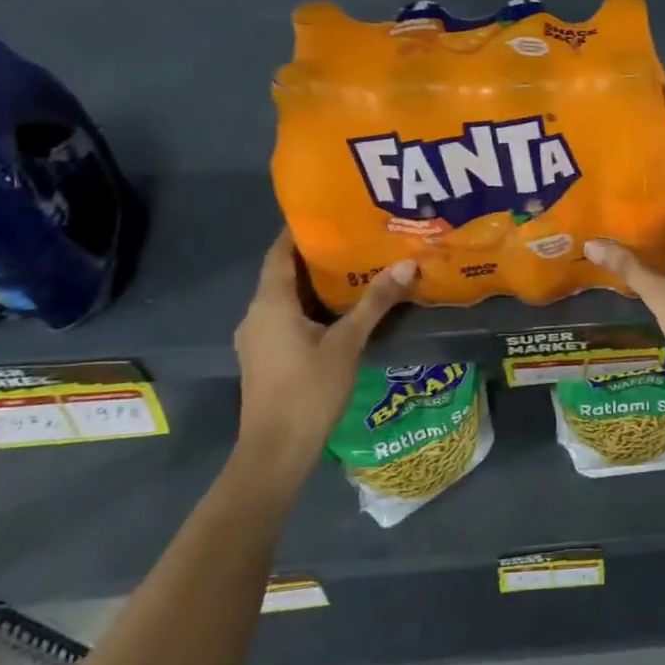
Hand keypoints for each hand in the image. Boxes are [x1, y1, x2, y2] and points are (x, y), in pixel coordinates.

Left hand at [233, 233, 413, 483]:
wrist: (276, 451)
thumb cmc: (309, 390)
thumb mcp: (347, 343)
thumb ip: (375, 303)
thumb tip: (407, 264)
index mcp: (270, 303)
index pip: (280, 253)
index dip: (301, 230)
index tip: (332, 212)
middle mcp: (257, 314)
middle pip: (284, 273)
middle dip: (318, 255)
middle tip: (357, 238)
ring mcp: (258, 337)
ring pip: (287, 298)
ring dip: (317, 283)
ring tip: (356, 267)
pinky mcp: (266, 356)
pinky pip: (288, 317)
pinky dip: (312, 305)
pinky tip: (342, 309)